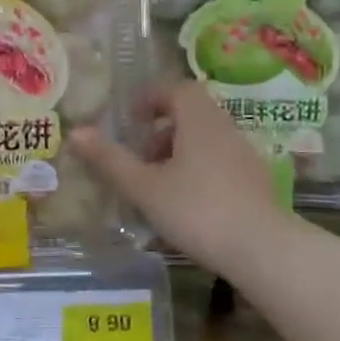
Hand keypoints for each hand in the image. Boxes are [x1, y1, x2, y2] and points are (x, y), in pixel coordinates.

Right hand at [70, 81, 290, 270]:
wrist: (264, 251)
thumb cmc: (197, 210)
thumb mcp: (144, 187)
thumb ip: (109, 159)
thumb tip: (75, 132)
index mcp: (199, 121)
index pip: (177, 89)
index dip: (151, 97)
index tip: (130, 117)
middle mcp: (225, 129)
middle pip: (192, 113)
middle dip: (161, 128)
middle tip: (138, 152)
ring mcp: (245, 156)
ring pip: (206, 138)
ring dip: (178, 150)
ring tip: (156, 181)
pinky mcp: (255, 182)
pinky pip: (220, 161)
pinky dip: (197, 169)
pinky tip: (185, 202)